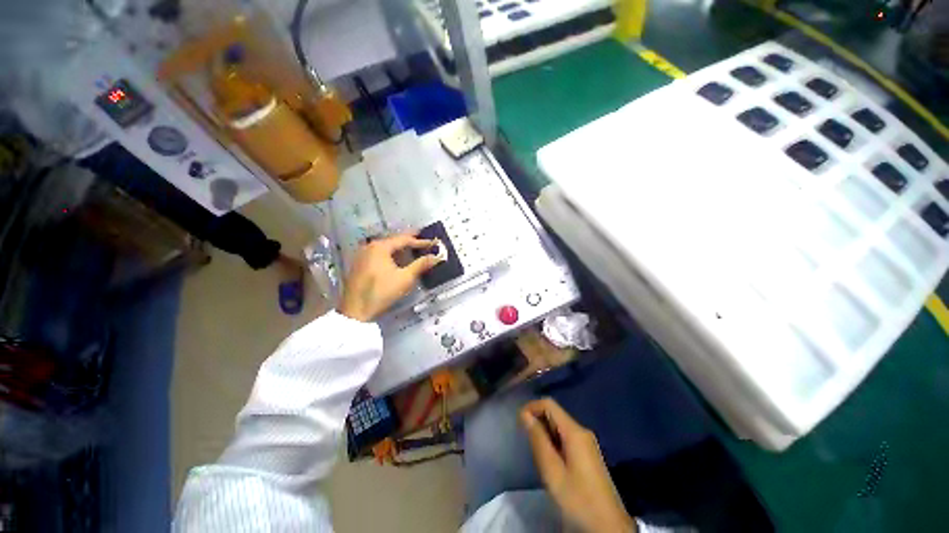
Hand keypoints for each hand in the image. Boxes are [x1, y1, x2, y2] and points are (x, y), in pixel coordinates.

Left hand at [339, 232, 441, 321]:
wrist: (355, 310)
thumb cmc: (382, 292)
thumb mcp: (405, 278)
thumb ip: (421, 264)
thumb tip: (437, 256)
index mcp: (380, 247)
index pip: (404, 239)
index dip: (420, 241)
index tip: (433, 243)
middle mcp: (370, 246)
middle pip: (394, 241)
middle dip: (409, 241)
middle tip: (423, 239)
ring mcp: (362, 255)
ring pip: (386, 247)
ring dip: (400, 248)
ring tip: (413, 249)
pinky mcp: (359, 264)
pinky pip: (379, 254)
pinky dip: (391, 254)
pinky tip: (397, 259)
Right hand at [521, 398, 635, 532]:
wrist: (608, 527)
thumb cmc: (577, 498)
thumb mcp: (552, 471)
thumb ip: (538, 440)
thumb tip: (525, 415)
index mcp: (575, 431)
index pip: (549, 404)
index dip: (531, 407)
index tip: (518, 422)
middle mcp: (582, 431)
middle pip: (555, 413)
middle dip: (537, 420)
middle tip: (525, 440)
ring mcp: (587, 443)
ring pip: (559, 426)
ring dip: (544, 432)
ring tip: (535, 451)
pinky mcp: (588, 454)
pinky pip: (566, 438)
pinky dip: (553, 441)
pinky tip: (549, 459)